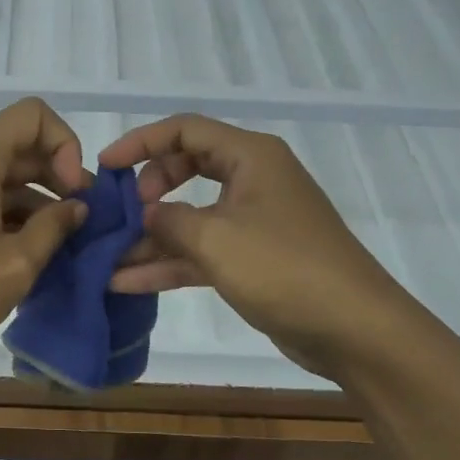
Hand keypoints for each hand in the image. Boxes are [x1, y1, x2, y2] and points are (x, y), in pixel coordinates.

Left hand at [0, 99, 88, 375]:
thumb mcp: (14, 266)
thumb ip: (54, 228)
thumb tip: (76, 207)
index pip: (32, 115)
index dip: (65, 145)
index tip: (74, 192)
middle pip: (15, 147)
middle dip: (54, 177)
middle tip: (80, 222)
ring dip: (31, 202)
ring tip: (55, 246)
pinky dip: (3, 214)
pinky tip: (19, 254)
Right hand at [99, 114, 421, 381]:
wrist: (354, 329)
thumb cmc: (284, 269)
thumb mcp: (216, 240)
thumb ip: (170, 220)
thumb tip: (145, 215)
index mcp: (251, 157)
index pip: (186, 130)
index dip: (141, 142)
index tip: (106, 166)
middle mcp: (253, 180)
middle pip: (186, 168)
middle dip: (148, 189)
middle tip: (124, 213)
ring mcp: (253, 222)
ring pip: (192, 216)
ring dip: (152, 236)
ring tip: (107, 256)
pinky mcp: (254, 259)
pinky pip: (203, 251)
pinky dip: (170, 264)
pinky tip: (128, 283)